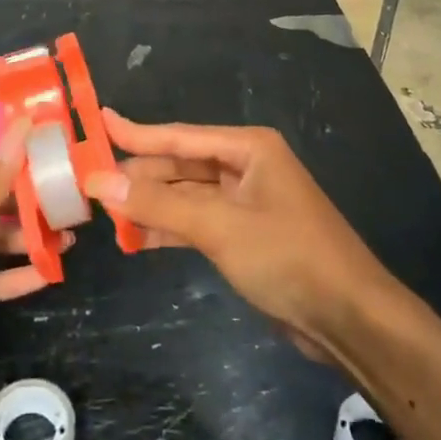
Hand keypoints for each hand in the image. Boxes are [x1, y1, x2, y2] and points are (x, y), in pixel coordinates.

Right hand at [88, 111, 393, 361]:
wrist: (349, 317)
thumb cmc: (288, 256)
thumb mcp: (219, 226)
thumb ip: (158, 202)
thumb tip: (99, 181)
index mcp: (248, 148)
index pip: (179, 136)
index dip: (136, 132)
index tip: (98, 121)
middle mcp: (247, 167)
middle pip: (181, 165)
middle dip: (140, 176)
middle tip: (90, 184)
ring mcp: (247, 202)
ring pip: (187, 196)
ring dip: (151, 204)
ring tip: (106, 213)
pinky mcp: (246, 235)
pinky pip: (198, 222)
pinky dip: (170, 228)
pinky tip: (138, 237)